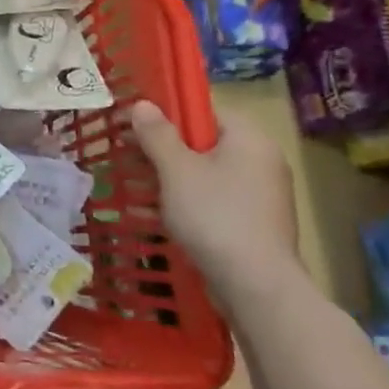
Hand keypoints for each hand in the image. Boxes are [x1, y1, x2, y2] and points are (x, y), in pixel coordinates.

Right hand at [126, 100, 303, 313]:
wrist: (255, 284)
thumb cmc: (214, 215)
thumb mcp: (176, 170)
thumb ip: (157, 134)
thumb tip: (142, 104)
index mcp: (249, 138)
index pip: (204, 112)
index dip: (166, 115)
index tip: (133, 127)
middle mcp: (262, 160)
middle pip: (203, 143)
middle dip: (162, 150)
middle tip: (126, 157)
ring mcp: (262, 194)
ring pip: (205, 174)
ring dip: (169, 178)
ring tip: (133, 187)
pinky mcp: (256, 223)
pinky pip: (214, 200)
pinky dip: (186, 202)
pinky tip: (155, 215)